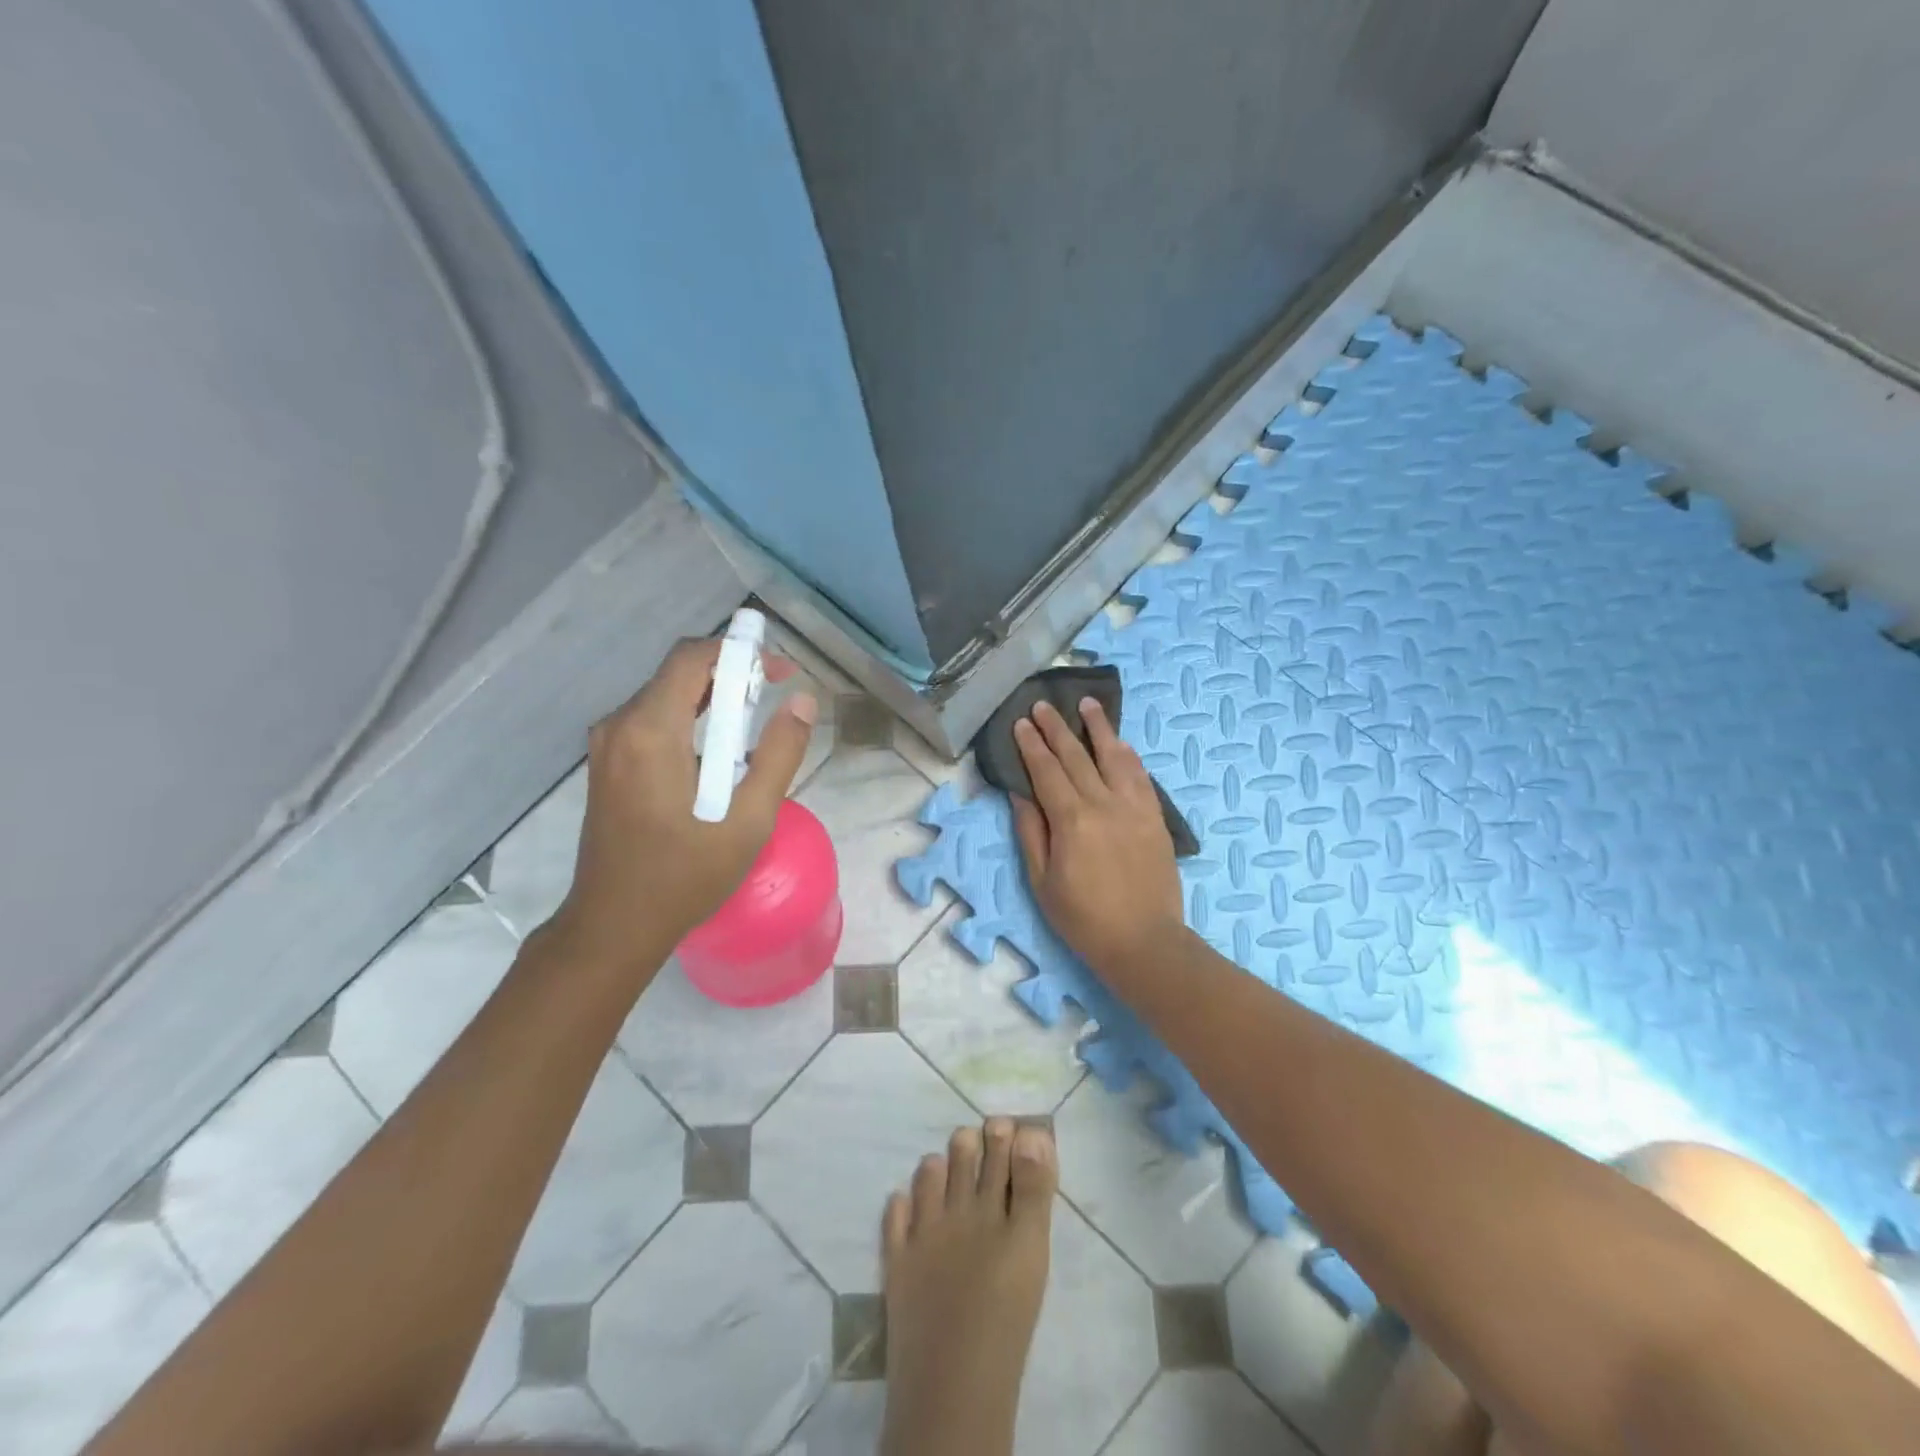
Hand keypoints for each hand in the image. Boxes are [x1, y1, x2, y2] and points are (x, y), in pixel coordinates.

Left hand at [543, 635, 816, 975]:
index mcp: (650, 731)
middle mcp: (619, 725)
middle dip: (730, 675)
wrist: (614, 925)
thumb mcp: (749, 819)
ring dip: (710, 699)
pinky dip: (689, 720)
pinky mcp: (607, 764)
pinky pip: (651, 721)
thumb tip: (802, 702)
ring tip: (752, 728)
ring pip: (665, 696)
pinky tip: (716, 755)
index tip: (779, 672)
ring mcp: (607, 745)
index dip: (740, 653)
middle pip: (678, 673)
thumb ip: (779, 755)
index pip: (692, 657)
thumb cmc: (685, 875)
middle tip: (774, 698)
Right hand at [1011, 699, 1185, 981]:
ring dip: (1099, 728)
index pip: (1047, 771)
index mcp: (1072, 820)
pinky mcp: (1155, 817)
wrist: (1144, 942)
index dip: (1032, 745)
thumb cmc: (1083, 918)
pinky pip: (1141, 776)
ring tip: (1087, 704)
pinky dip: (1128, 755)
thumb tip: (1020, 793)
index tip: (1021, 722)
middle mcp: (1104, 803)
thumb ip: (1032, 832)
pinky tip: (1121, 744)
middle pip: (1077, 756)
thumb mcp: (1042, 880)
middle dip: (1057, 728)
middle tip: (1044, 704)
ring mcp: (1135, 808)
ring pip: (1115, 756)